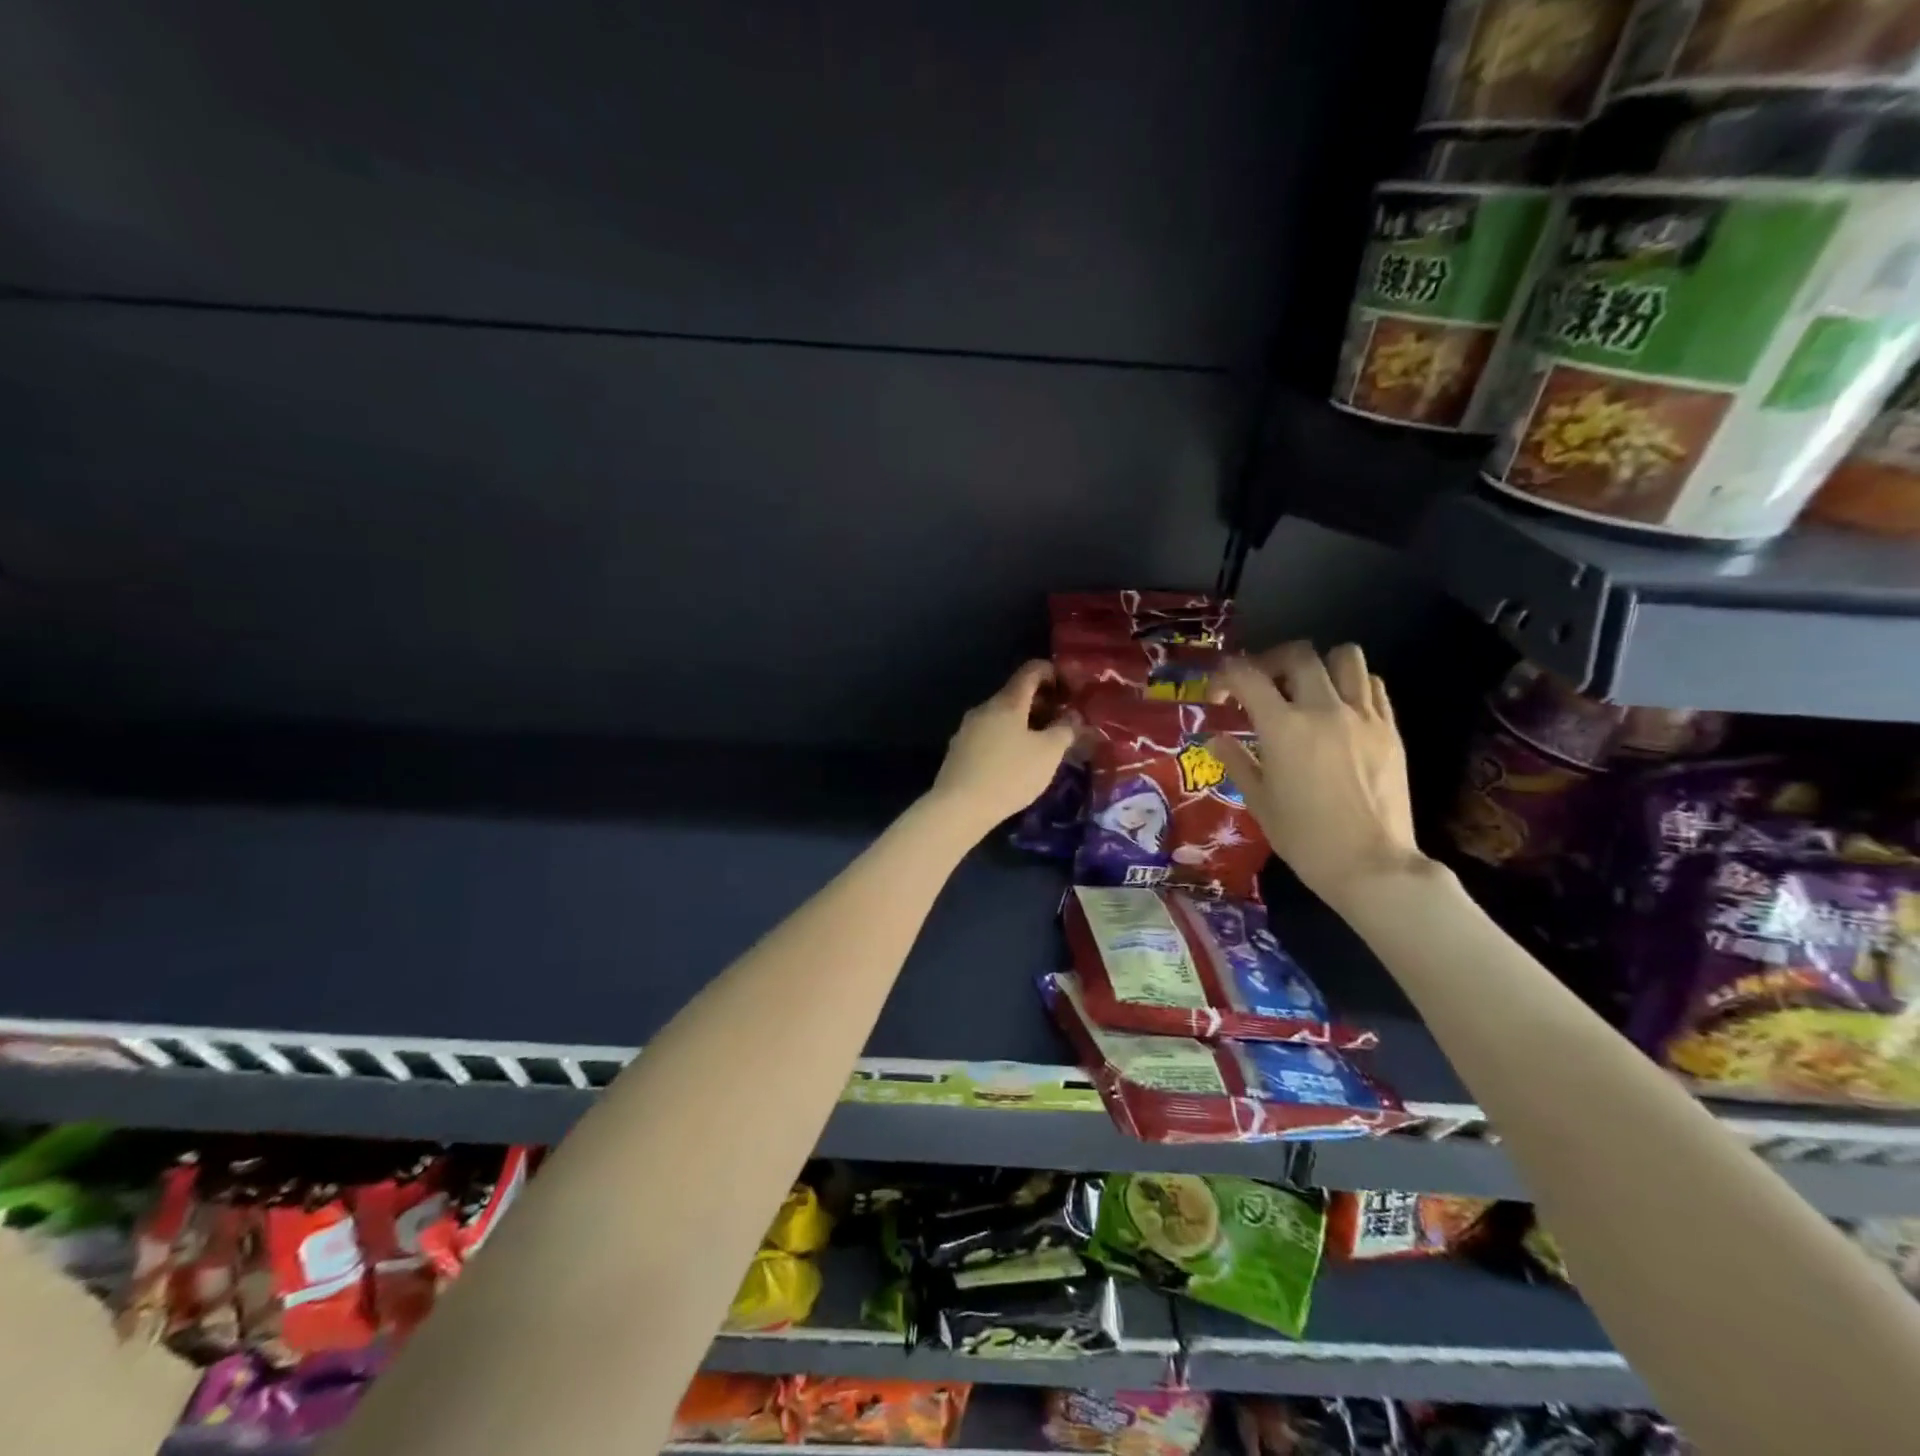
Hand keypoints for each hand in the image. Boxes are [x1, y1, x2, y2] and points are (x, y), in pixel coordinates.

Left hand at [927, 660, 1074, 836]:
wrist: (959, 807)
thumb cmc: (1010, 774)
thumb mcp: (1048, 753)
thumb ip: (1065, 730)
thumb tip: (1072, 717)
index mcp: (1007, 701)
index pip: (1031, 671)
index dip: (1052, 673)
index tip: (1069, 689)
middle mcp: (984, 708)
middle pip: (1015, 695)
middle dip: (1041, 703)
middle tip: (1061, 723)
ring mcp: (967, 729)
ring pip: (1001, 717)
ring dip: (1024, 724)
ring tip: (1041, 746)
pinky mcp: (958, 751)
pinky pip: (989, 735)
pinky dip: (1007, 739)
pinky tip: (1015, 763)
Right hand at [1209, 642, 1424, 909]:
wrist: (1372, 865)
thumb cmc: (1305, 839)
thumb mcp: (1260, 802)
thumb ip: (1237, 762)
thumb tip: (1216, 738)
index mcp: (1283, 728)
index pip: (1247, 676)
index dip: (1226, 676)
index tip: (1221, 696)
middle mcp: (1323, 710)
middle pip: (1298, 654)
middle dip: (1271, 661)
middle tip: (1262, 686)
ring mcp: (1363, 716)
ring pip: (1345, 657)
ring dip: (1319, 665)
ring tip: (1307, 689)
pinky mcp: (1390, 729)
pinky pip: (1372, 685)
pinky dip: (1351, 685)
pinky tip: (1339, 709)